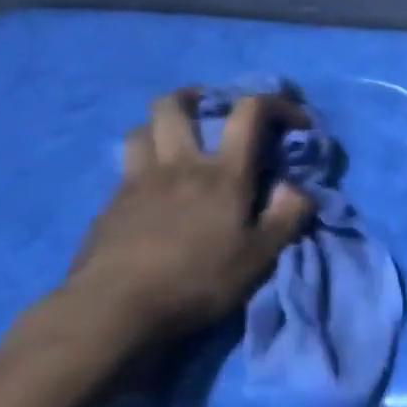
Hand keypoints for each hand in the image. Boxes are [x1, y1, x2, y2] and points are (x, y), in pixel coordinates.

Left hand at [60, 89, 312, 348]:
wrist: (113, 309)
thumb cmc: (198, 280)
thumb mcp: (261, 255)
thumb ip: (288, 215)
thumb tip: (297, 188)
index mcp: (223, 173)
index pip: (249, 112)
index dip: (276, 104)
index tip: (294, 121)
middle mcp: (179, 164)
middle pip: (173, 105)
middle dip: (195, 97)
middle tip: (211, 111)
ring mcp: (137, 182)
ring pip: (140, 129)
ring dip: (161, 127)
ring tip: (176, 142)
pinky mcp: (110, 205)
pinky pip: (126, 167)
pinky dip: (143, 164)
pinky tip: (153, 189)